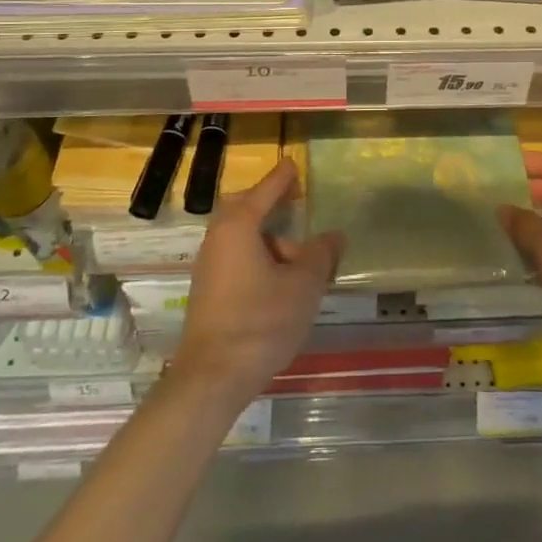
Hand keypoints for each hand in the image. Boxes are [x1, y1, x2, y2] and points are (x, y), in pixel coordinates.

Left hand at [175, 160, 343, 405]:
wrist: (213, 377)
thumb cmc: (261, 321)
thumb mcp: (303, 284)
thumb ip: (321, 254)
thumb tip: (333, 236)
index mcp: (239, 227)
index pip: (264, 191)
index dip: (282, 178)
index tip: (293, 164)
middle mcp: (217, 239)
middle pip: (243, 209)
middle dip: (268, 203)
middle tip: (293, 202)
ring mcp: (209, 267)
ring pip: (239, 236)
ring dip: (267, 237)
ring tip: (298, 256)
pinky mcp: (208, 291)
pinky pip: (235, 257)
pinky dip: (257, 256)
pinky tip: (278, 280)